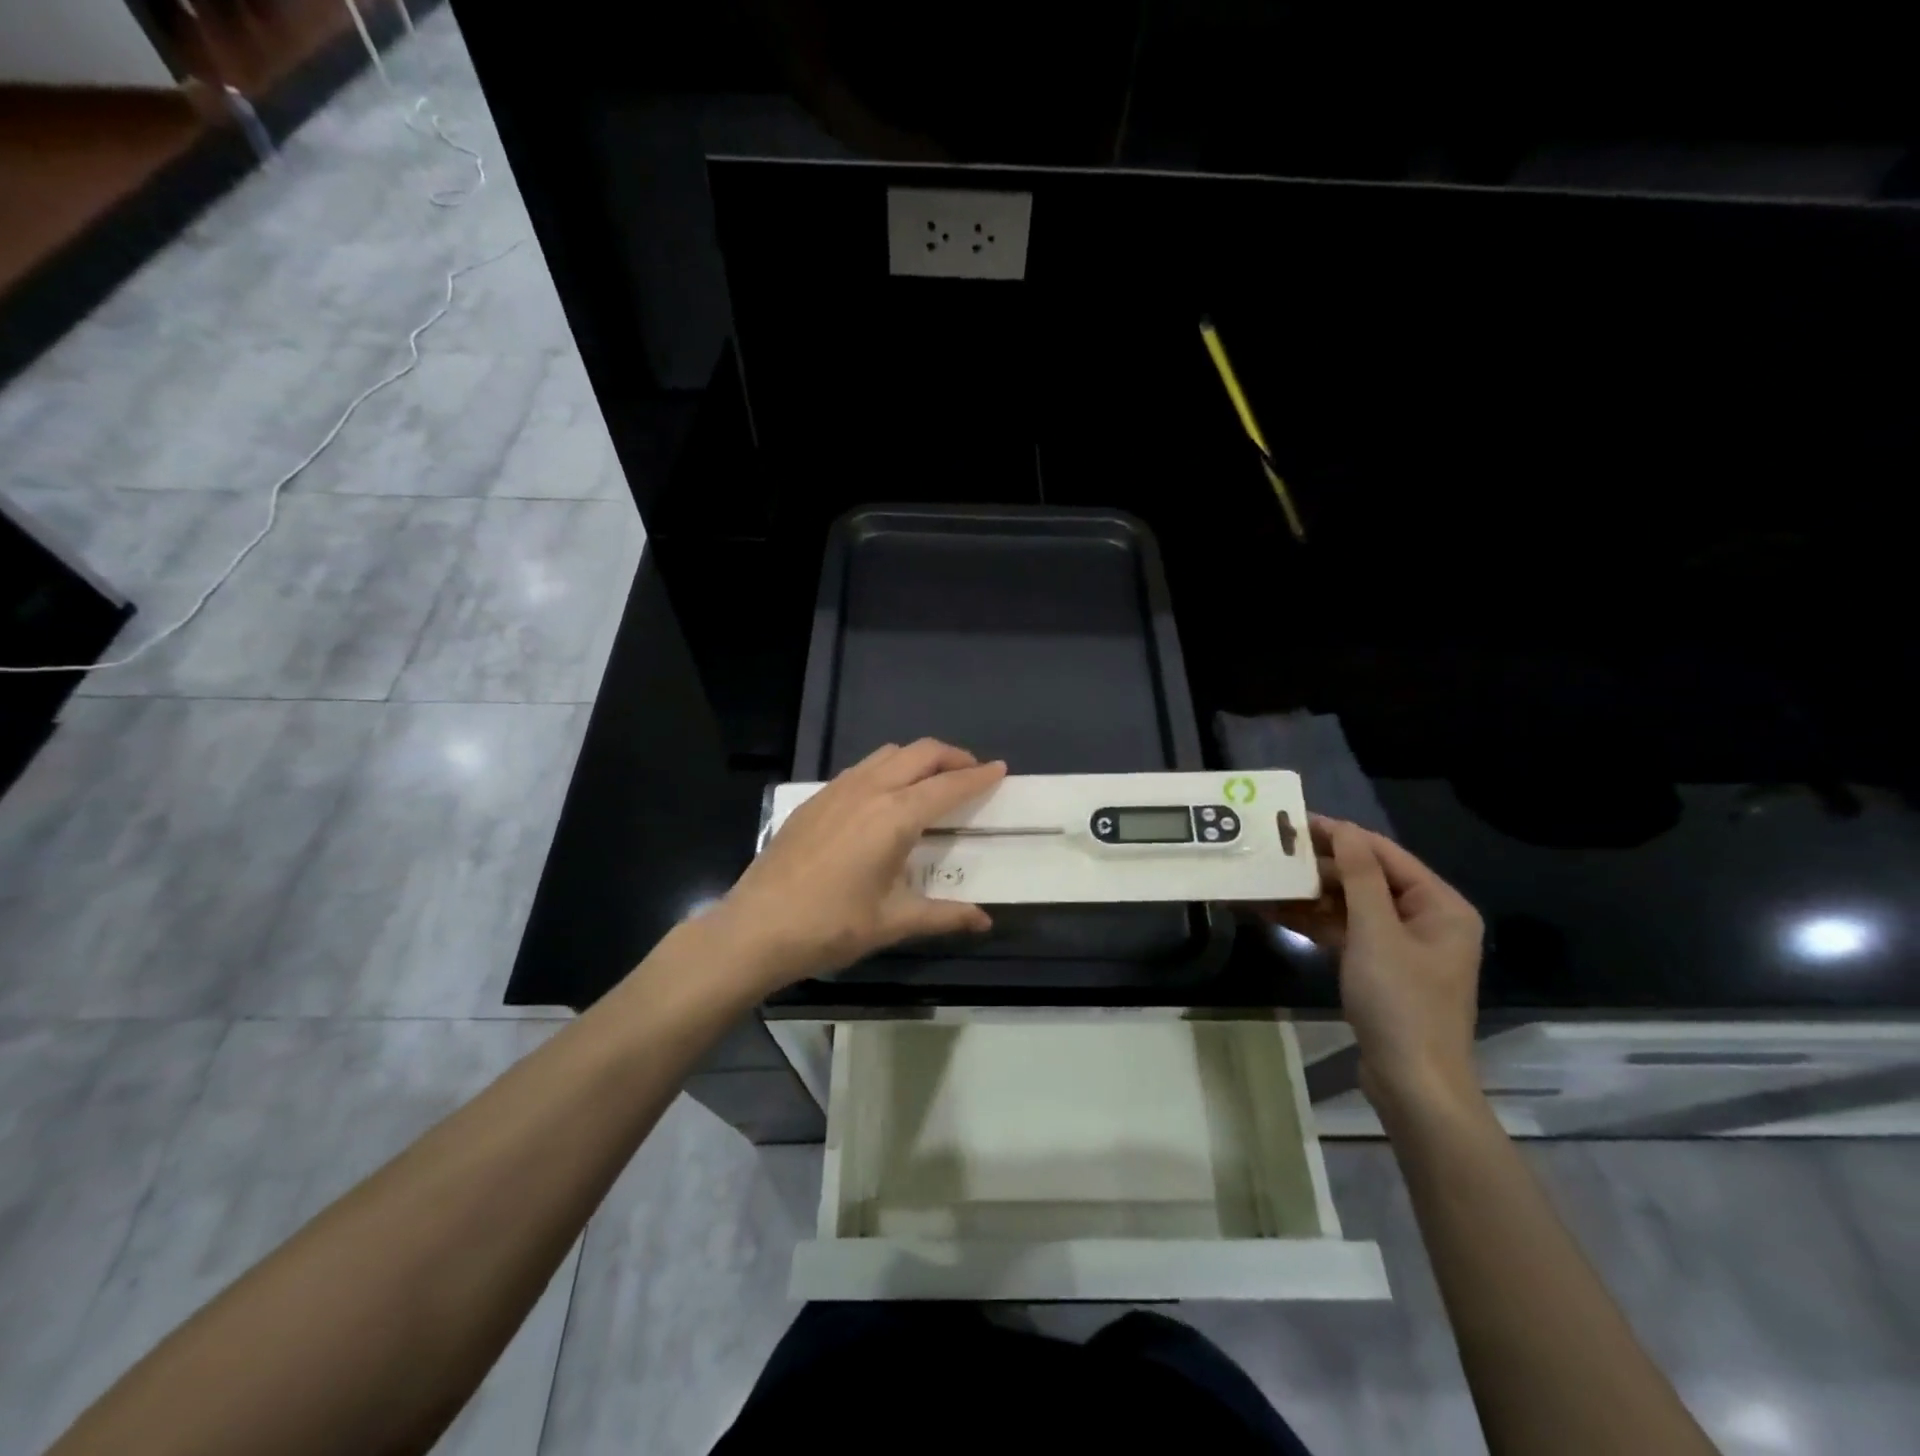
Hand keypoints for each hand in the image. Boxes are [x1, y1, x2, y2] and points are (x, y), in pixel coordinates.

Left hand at [709, 740, 1006, 992]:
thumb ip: (944, 915)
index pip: (948, 786)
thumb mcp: (894, 922)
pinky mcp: (815, 798)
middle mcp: (870, 790)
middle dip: (952, 756)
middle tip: (971, 772)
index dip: (978, 776)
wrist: (757, 926)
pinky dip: (886, 769)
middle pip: (920, 753)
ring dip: (917, 758)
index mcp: (895, 816)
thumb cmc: (832, 925)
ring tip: (931, 781)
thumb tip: (984, 921)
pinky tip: (884, 798)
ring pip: (888, 754)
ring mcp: (838, 789)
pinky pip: (861, 768)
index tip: (1001, 768)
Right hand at [1267, 816, 1483, 1117]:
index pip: (1385, 855)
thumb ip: (1360, 877)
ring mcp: (1403, 946)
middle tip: (1274, 853)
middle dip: (1321, 868)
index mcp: (1440, 905)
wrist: (1412, 1083)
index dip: (1341, 836)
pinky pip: (1346, 932)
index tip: (1295, 822)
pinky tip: (1277, 913)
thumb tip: (1344, 829)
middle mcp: (1426, 919)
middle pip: (1367, 878)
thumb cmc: (1401, 1002)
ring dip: (1311, 896)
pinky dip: (1316, 922)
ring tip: (1267, 881)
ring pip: (1352, 906)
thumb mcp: (1376, 933)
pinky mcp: (1381, 968)